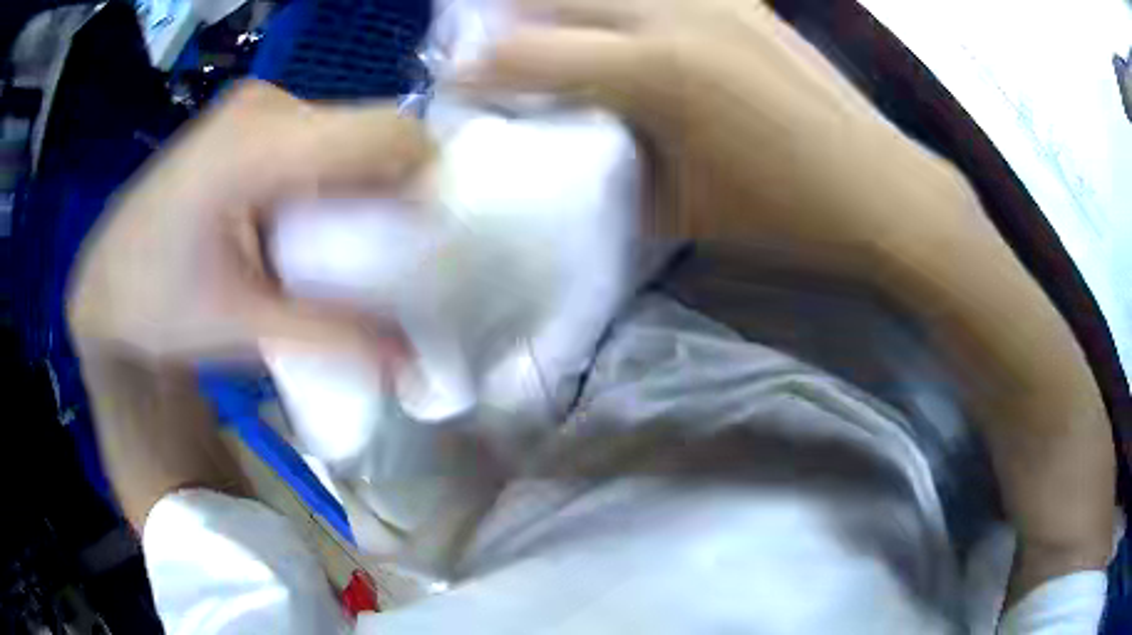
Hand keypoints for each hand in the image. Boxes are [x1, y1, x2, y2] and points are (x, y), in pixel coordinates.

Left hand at [68, 81, 429, 364]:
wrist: (105, 284)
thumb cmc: (158, 308)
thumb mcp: (242, 327)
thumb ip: (332, 338)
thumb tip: (416, 365)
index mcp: (255, 147)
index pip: (384, 134)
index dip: (425, 182)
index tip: (425, 243)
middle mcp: (264, 106)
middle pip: (370, 130)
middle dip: (393, 190)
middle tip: (383, 254)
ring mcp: (256, 106)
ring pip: (349, 133)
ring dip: (363, 186)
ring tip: (342, 243)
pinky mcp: (252, 118)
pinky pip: (321, 137)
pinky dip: (335, 177)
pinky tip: (309, 220)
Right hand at [463, 0, 1115, 603]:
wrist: (882, 189)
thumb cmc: (787, 212)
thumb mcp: (685, 210)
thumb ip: (617, 171)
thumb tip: (576, 152)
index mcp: (655, 71)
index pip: (530, 56)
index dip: (477, 69)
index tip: (450, 80)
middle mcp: (676, 13)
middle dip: (510, 19)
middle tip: (489, 45)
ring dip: (567, 1)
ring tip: (549, 27)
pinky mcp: (747, 2)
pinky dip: (629, 0)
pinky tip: (628, 18)